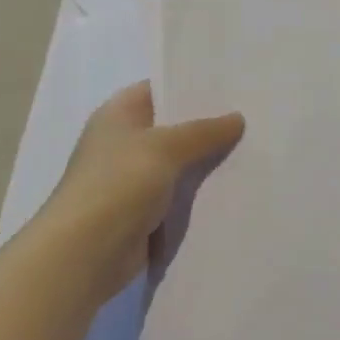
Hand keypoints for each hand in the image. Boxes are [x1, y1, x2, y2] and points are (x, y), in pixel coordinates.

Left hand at [40, 82, 244, 305]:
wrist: (85, 254)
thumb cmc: (117, 185)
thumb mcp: (165, 147)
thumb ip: (203, 131)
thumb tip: (237, 118)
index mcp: (119, 114)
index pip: (159, 88)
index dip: (192, 85)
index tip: (232, 87)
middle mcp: (123, 142)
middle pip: (172, 126)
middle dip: (208, 125)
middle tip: (252, 116)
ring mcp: (132, 179)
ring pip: (179, 163)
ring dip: (206, 162)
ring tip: (254, 150)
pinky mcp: (143, 212)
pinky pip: (178, 195)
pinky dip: (199, 194)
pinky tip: (235, 187)